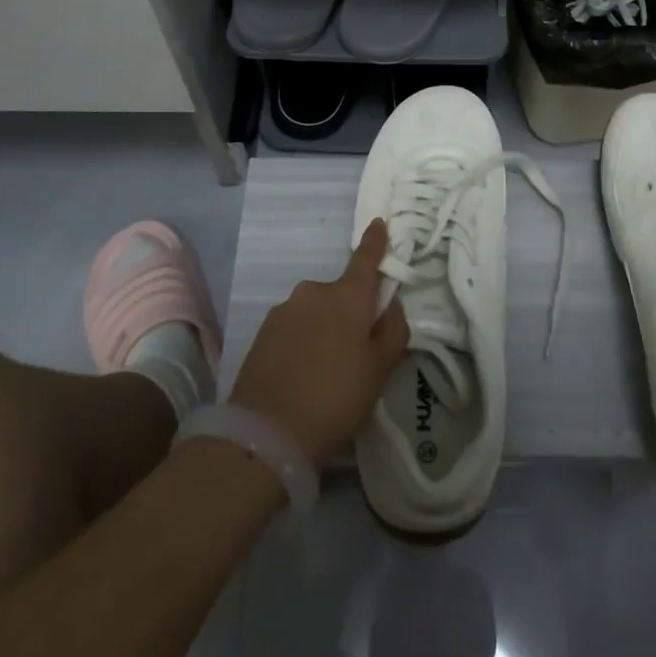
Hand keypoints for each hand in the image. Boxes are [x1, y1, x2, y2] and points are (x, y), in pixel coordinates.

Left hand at [229, 219, 409, 465]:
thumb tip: (390, 305)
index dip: (375, 241)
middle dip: (349, 312)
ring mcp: (284, 309)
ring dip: (323, 328)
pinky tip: (302, 374)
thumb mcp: (379, 370)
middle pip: (340, 293)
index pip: (365, 259)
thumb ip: (392, 330)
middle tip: (355, 352)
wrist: (266, 433)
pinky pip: (293, 327)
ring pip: (315, 311)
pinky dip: (302, 341)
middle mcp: (314, 292)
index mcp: (347, 296)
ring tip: (325, 371)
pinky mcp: (263, 331)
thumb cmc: (336, 398)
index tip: (378, 222)